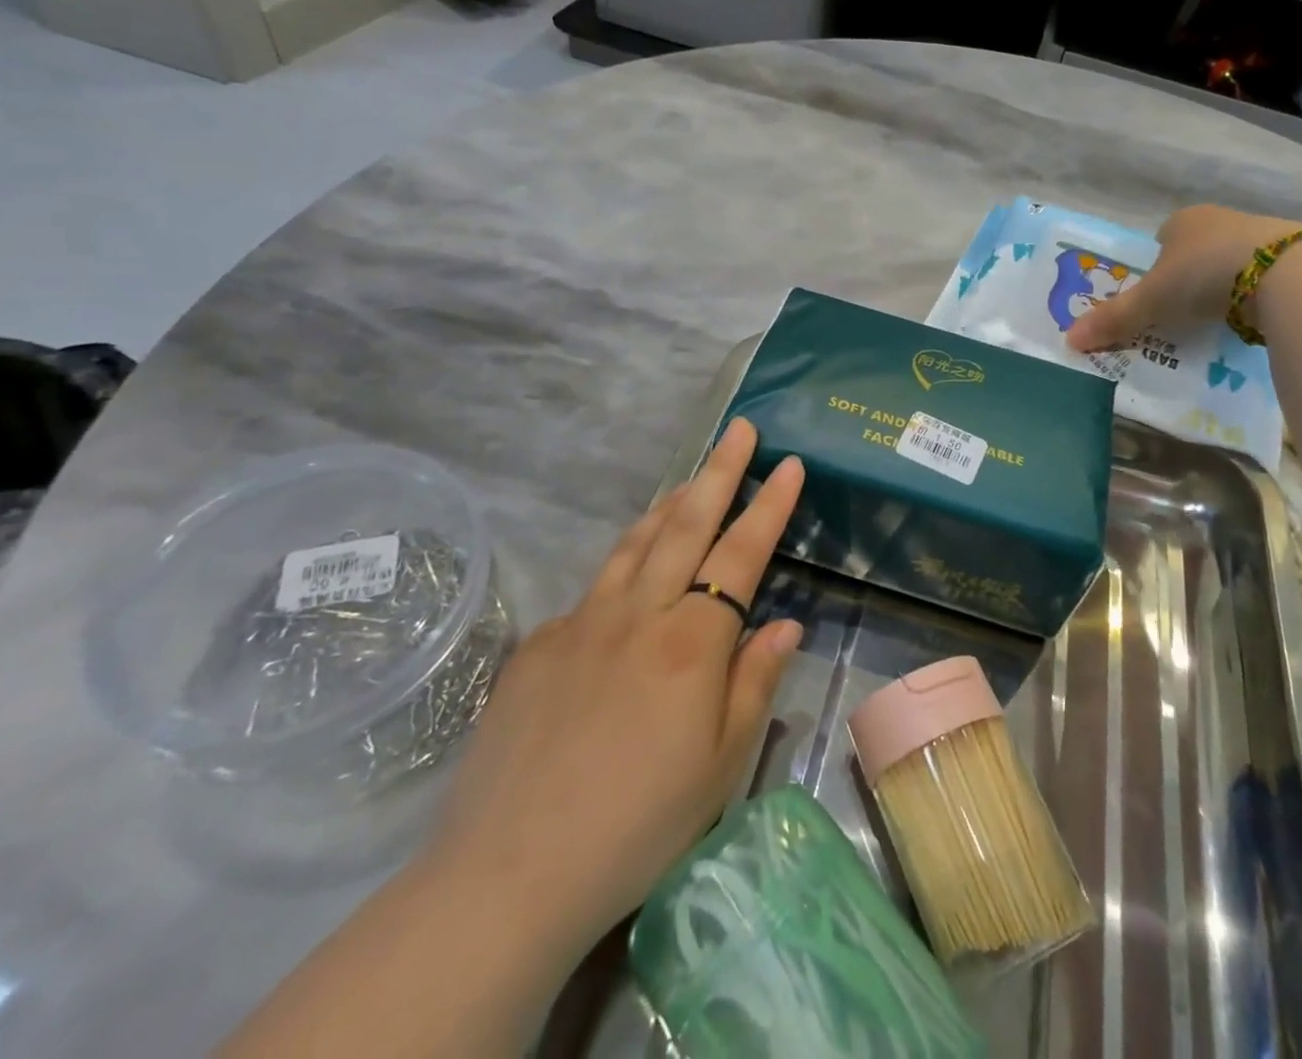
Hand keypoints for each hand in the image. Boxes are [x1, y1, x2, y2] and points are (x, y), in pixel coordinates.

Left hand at [420, 418, 804, 957]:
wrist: (511, 873)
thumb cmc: (640, 824)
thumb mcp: (722, 764)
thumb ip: (756, 682)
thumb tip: (785, 623)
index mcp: (692, 642)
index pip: (742, 554)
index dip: (770, 505)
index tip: (790, 464)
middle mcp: (639, 614)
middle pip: (686, 524)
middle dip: (719, 471)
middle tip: (738, 429)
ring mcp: (582, 623)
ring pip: (635, 544)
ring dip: (668, 505)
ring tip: (689, 479)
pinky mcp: (539, 645)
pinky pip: (593, 592)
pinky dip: (621, 568)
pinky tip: (627, 582)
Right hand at [1066, 205, 1301, 351]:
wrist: (1287, 273)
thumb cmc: (1204, 275)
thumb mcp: (1150, 301)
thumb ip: (1113, 319)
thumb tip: (1068, 340)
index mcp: (1182, 220)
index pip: (1159, 243)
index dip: (1152, 271)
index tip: (1152, 301)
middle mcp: (1219, 220)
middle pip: (1192, 255)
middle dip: (1185, 283)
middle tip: (1177, 317)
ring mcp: (1258, 235)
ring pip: (1226, 266)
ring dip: (1218, 290)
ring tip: (1212, 323)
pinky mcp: (1291, 257)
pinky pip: (1258, 279)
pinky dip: (1248, 298)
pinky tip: (1246, 319)